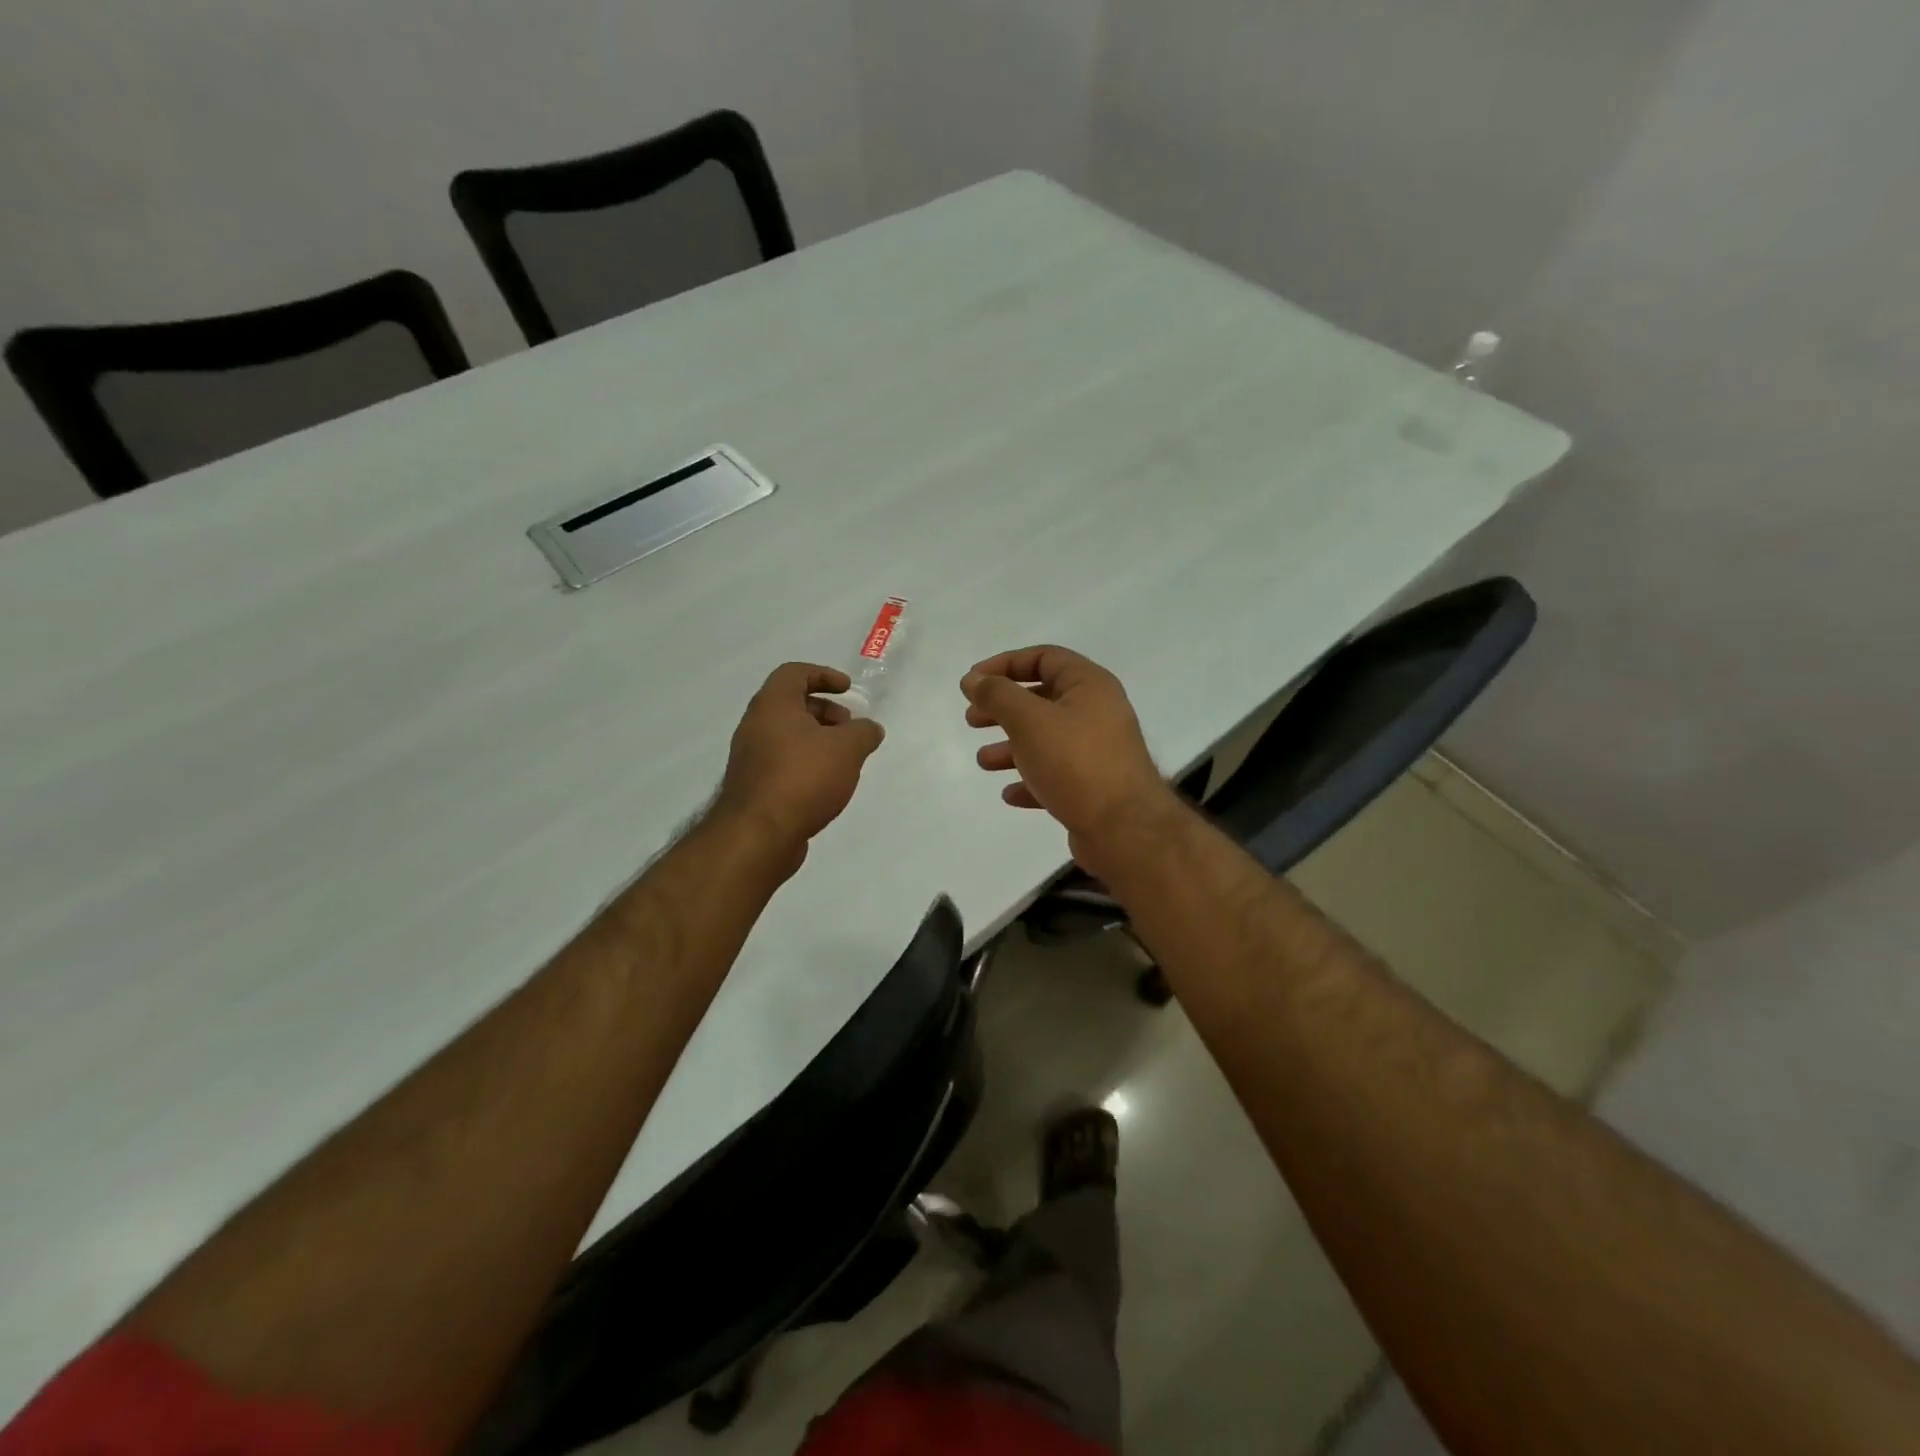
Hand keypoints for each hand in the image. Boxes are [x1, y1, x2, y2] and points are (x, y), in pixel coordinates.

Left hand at [715, 663, 885, 857]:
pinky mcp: (753, 786)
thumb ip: (864, 733)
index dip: (824, 675)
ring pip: (787, 735)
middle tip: (849, 728)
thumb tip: (870, 729)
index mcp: (772, 705)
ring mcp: (750, 757)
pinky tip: (827, 784)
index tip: (848, 690)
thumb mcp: (847, 749)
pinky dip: (806, 762)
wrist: (759, 835)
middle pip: (791, 704)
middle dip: (825, 710)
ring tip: (844, 760)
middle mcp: (755, 725)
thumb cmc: (803, 778)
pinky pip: (782, 762)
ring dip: (817, 739)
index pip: (794, 673)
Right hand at [962, 646, 1175, 867]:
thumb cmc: (1075, 763)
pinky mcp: (1094, 787)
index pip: (1044, 658)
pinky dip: (1030, 778)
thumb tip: (974, 678)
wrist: (1124, 829)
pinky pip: (1056, 775)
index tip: (972, 682)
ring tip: (983, 761)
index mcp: (1089, 685)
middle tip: (972, 720)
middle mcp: (1098, 712)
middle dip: (1003, 708)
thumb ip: (997, 695)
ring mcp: (1098, 751)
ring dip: (1011, 747)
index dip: (1004, 664)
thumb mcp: (1028, 720)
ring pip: (1046, 739)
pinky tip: (1010, 793)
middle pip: (1042, 699)